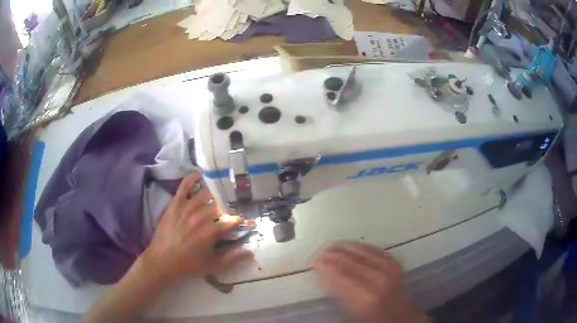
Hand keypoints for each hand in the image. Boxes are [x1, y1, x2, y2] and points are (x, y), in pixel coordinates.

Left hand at [142, 171, 252, 279]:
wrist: (162, 260)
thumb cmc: (189, 264)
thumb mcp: (213, 265)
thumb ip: (233, 258)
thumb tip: (251, 252)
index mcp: (212, 231)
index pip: (232, 220)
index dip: (237, 220)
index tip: (239, 221)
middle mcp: (202, 216)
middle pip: (220, 204)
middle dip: (227, 205)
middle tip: (228, 206)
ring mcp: (188, 207)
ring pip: (206, 192)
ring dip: (215, 192)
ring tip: (219, 190)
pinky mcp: (176, 203)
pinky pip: (185, 185)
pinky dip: (193, 177)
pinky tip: (200, 175)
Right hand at [312, 242, 425, 322]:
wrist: (399, 316)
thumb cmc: (372, 317)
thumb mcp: (351, 309)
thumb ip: (338, 291)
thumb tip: (323, 273)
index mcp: (366, 296)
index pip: (341, 275)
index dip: (326, 267)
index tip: (313, 262)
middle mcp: (379, 280)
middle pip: (351, 262)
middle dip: (332, 256)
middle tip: (318, 253)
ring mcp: (390, 270)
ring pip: (363, 252)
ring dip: (344, 247)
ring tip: (330, 245)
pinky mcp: (395, 264)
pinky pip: (375, 250)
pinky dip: (361, 246)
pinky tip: (350, 244)